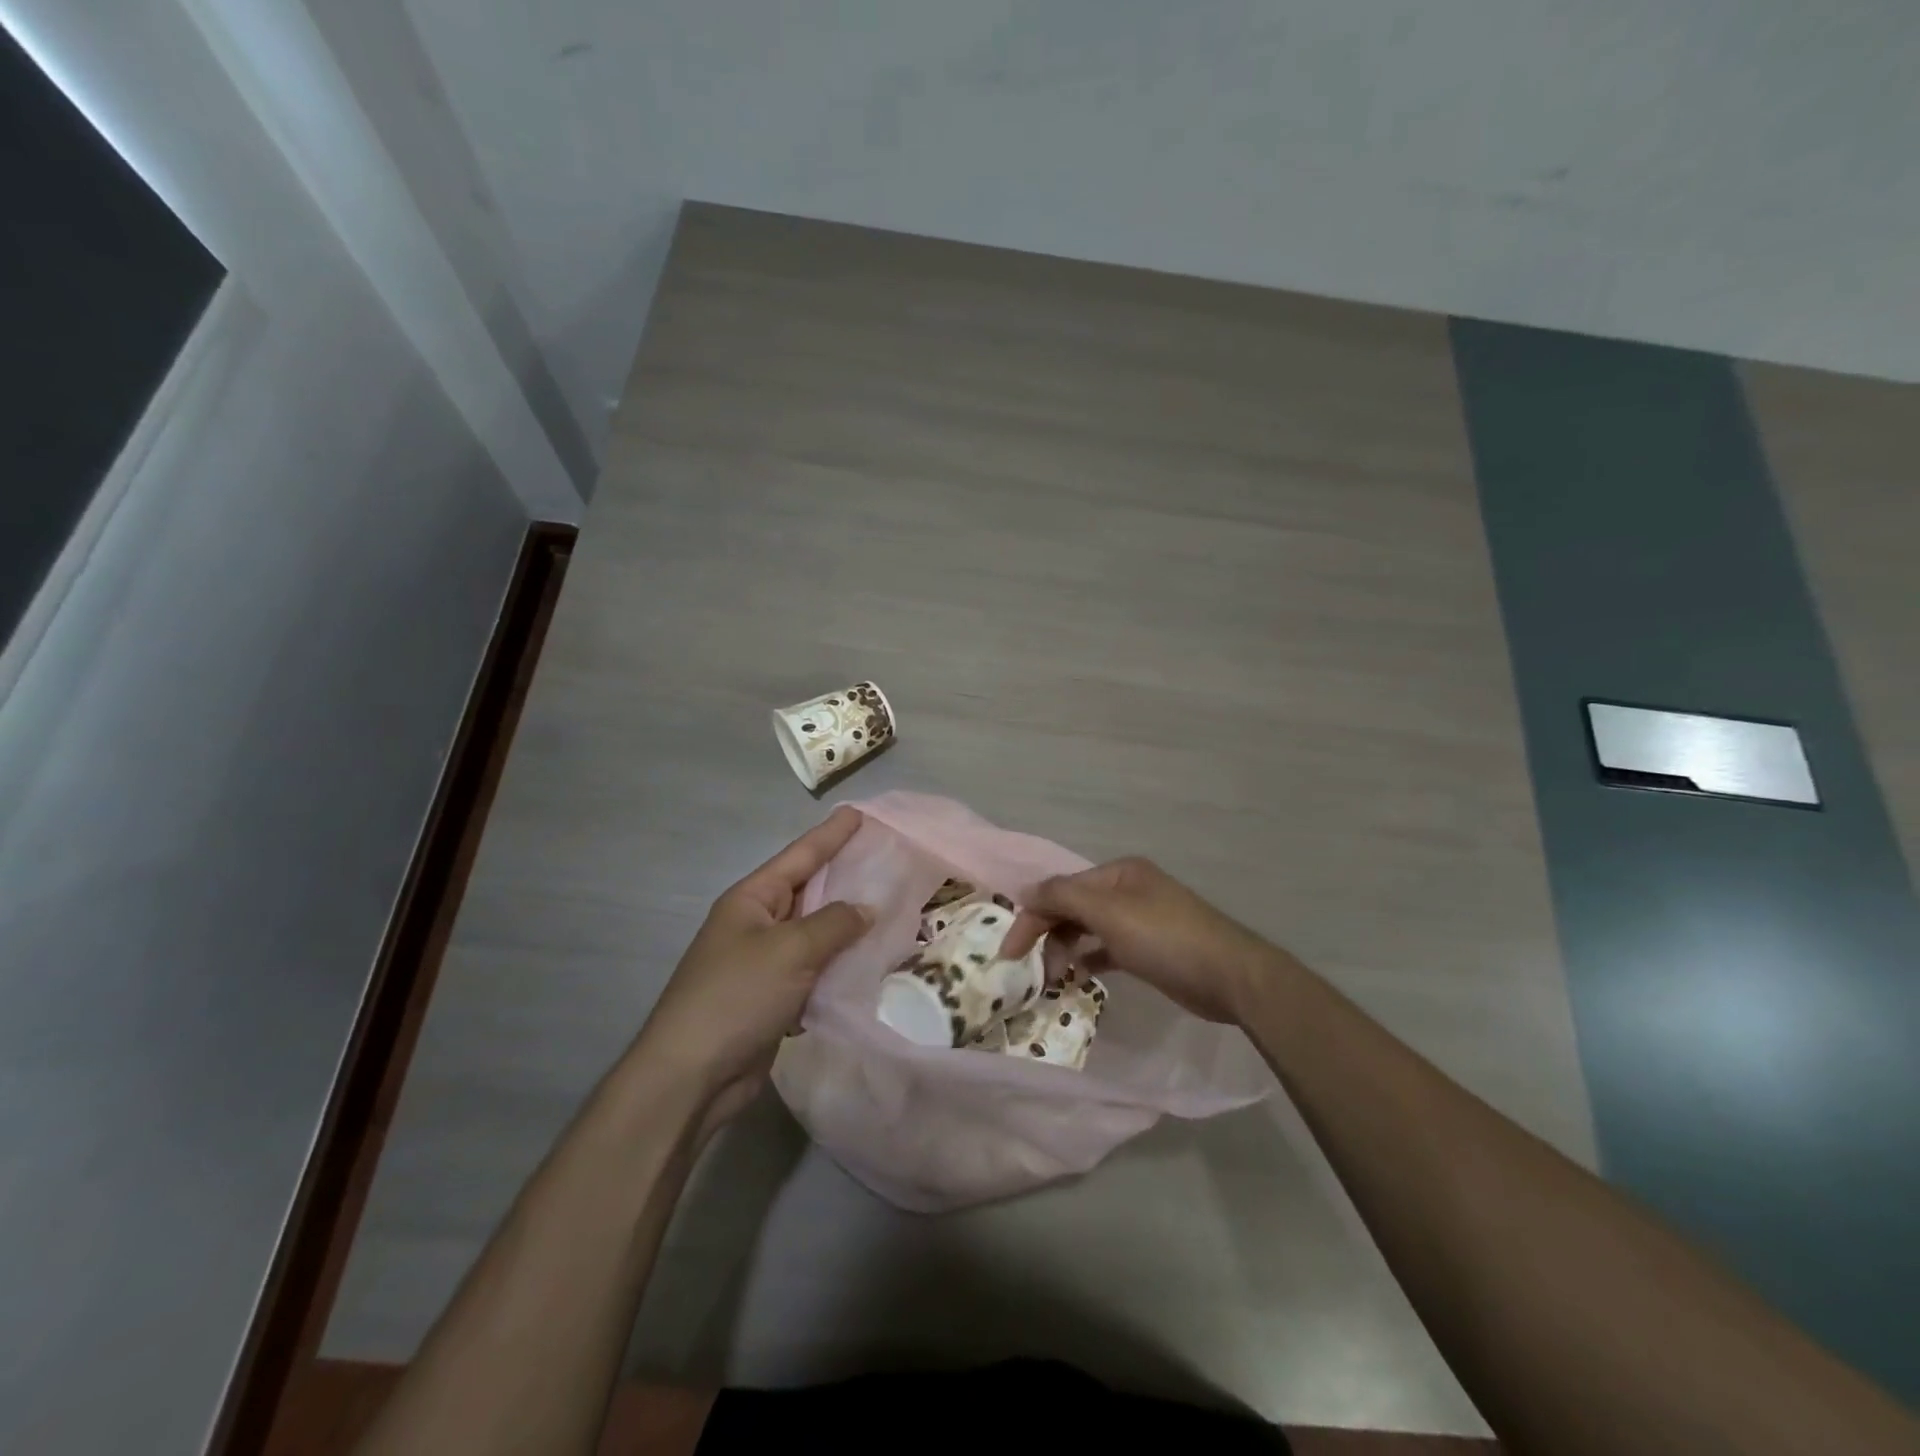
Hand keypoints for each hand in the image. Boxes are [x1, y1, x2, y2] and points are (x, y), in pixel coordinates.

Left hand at [634, 807, 870, 1130]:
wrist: (692, 1075)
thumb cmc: (737, 996)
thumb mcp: (790, 950)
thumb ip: (834, 923)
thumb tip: (866, 908)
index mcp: (751, 899)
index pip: (799, 856)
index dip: (830, 834)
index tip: (858, 812)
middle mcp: (757, 924)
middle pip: (809, 891)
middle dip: (844, 876)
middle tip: (885, 858)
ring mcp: (764, 962)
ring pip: (815, 933)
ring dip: (847, 925)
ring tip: (890, 907)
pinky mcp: (774, 997)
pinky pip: (815, 969)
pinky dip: (839, 964)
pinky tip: (870, 961)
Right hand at [1005, 857, 1284, 1024]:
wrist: (1230, 977)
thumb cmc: (1166, 938)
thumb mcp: (1110, 912)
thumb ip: (1063, 897)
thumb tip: (1025, 891)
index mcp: (1118, 872)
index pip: (1062, 889)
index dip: (1033, 916)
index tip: (1009, 952)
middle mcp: (1127, 890)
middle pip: (1073, 907)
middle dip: (1049, 934)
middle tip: (1033, 970)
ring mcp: (1140, 919)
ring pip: (1088, 929)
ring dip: (1066, 949)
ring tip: (1055, 978)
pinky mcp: (1149, 949)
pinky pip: (1106, 949)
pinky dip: (1089, 959)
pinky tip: (1079, 976)